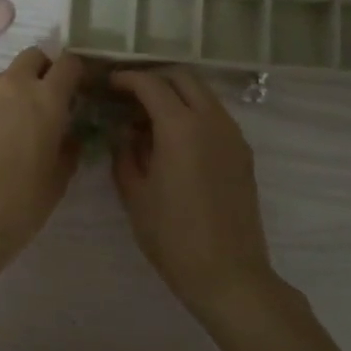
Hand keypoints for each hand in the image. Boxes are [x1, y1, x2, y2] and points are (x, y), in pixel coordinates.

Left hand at [0, 47, 81, 276]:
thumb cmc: (21, 203)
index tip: (82, 89)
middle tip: (51, 99)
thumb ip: (69, 146)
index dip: (78, 73)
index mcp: (46, 99)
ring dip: (19, 88)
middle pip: (33, 57)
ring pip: (7, 76)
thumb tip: (68, 133)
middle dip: (46, 70)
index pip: (68, 64)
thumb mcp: (59, 178)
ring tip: (20, 122)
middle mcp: (13, 86)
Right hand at [110, 68, 277, 311]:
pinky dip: (192, 113)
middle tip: (128, 95)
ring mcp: (232, 136)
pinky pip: (215, 116)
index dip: (126, 79)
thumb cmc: (172, 235)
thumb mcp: (134, 193)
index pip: (151, 84)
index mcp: (180, 127)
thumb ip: (124, 152)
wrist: (227, 273)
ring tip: (148, 118)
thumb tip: (124, 131)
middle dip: (154, 79)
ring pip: (203, 95)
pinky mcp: (242, 153)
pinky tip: (173, 139)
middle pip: (183, 78)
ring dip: (175, 95)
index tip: (108, 84)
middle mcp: (211, 121)